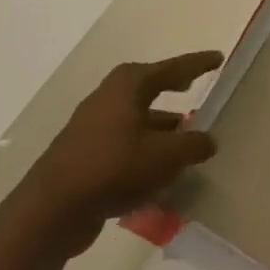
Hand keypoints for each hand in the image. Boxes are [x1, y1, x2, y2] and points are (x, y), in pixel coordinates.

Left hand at [0, 52, 222, 260]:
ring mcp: (89, 129)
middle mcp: (105, 101)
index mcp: (126, 89)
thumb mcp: (167, 156)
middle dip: (169, 87)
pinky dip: (144, 148)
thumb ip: (194, 144)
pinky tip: (159, 167)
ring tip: (184, 136)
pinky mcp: (82, 156)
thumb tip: (207, 141)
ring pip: (133, 117)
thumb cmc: (115, 169)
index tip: (217, 58)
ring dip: (158, 123)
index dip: (194, 64)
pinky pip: (122, 143)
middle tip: (191, 88)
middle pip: (143, 87)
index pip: (168, 69)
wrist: (52, 211)